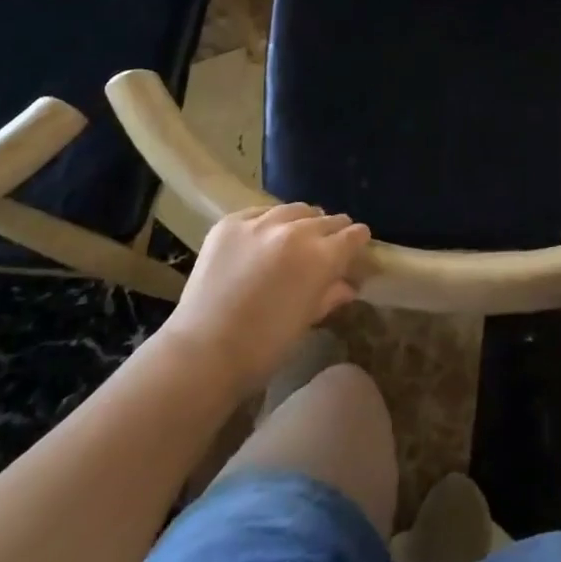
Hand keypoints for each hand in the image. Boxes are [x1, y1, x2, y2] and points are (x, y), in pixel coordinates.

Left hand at [160, 204, 370, 396]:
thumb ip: (329, 296)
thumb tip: (349, 285)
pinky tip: (265, 236)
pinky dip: (268, 222)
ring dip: (302, 221)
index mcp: (320, 257)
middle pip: (325, 219)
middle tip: (330, 242)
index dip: (358, 239)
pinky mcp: (230, 223)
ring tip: (298, 234)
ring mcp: (260, 223)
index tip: (358, 244)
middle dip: (333, 229)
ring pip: (294, 209)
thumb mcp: (305, 322)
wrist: (202, 351)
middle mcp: (295, 231)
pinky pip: (260, 212)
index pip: (351, 236)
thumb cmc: (262, 348)